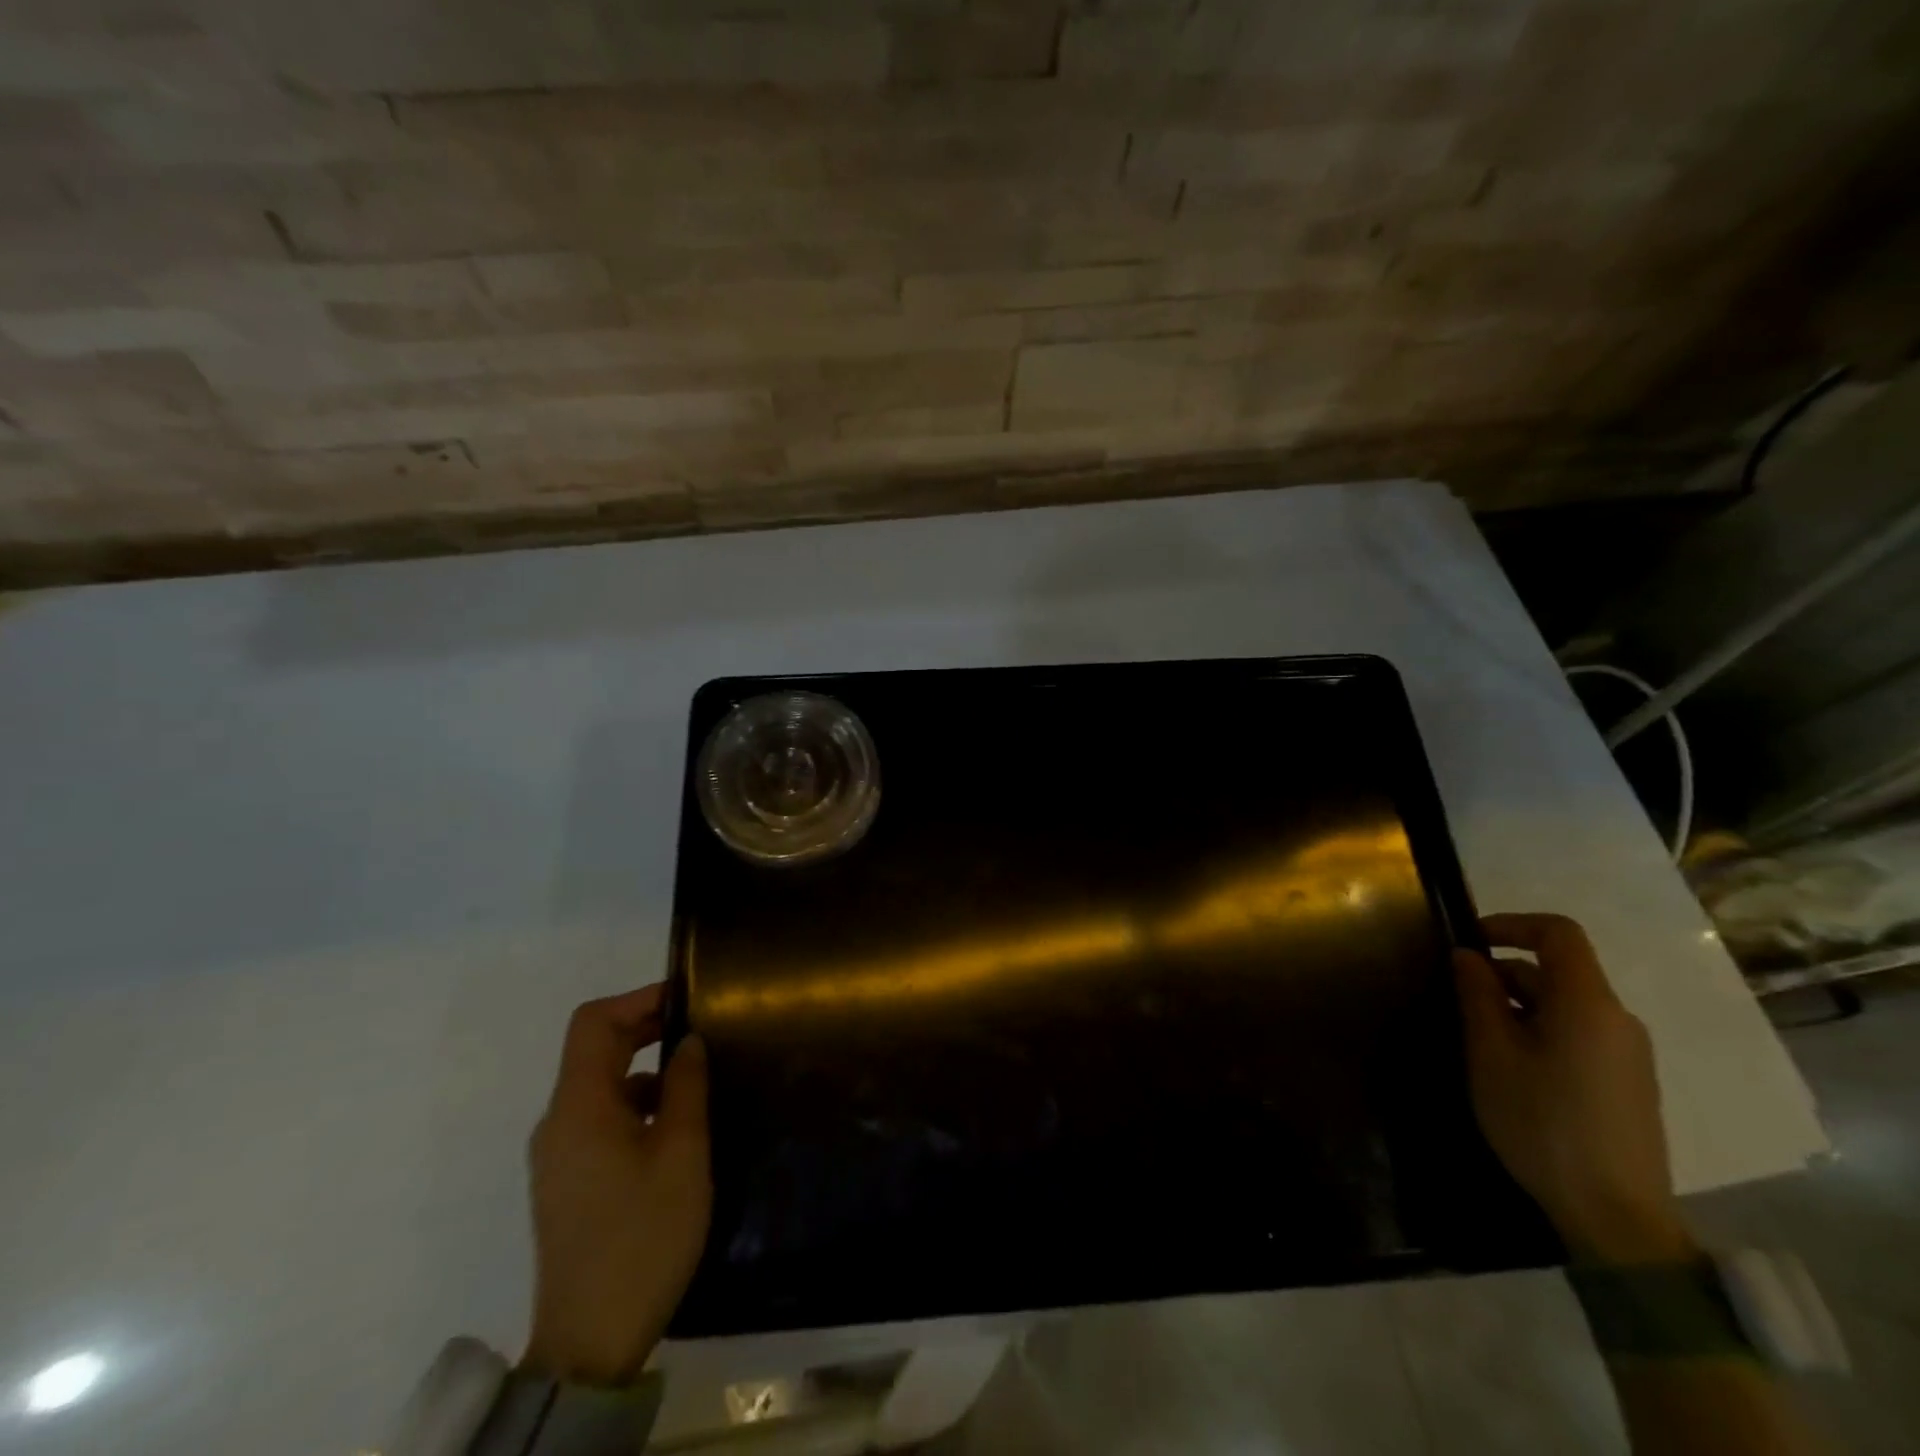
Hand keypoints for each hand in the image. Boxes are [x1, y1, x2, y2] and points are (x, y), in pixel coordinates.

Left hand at [522, 984, 710, 1384]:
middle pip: (595, 1049)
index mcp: (579, 1108)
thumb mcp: (681, 1154)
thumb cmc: (643, 1236)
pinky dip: (634, 1101)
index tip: (687, 998)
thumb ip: (685, 1087)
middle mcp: (559, 1122)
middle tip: (701, 1028)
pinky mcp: (568, 1179)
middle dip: (645, 1027)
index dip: (638, 999)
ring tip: (696, 1075)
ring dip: (643, 1066)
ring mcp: (559, 1153)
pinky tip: (674, 1124)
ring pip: (599, 1084)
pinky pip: (599, 1117)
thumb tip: (688, 1042)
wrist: (591, 1339)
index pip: (593, 1023)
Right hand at [1454, 913, 1695, 1265]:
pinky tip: (1514, 1069)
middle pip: (1559, 971)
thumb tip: (1468, 955)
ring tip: (1479, 1040)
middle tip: (1458, 1001)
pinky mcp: (1628, 1083)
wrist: (1614, 1216)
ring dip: (1519, 1005)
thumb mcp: (1491, 1053)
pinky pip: (1580, 1034)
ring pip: (1566, 1005)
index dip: (1511, 924)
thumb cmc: (1542, 1122)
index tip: (1468, 941)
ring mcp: (1628, 1054)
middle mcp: (1618, 1019)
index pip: (1559, 933)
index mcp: (1589, 1004)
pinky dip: (1541, 1030)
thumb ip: (1478, 995)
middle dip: (1504, 974)